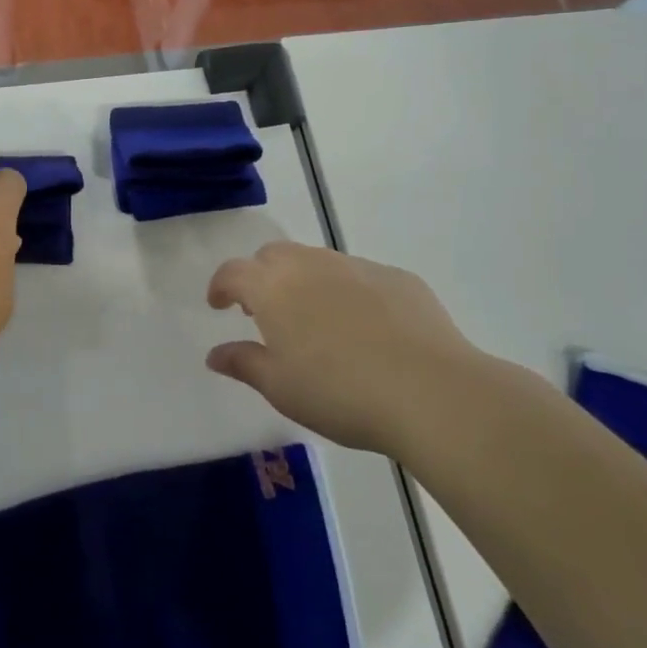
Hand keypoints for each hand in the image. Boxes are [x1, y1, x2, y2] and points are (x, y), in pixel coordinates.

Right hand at [205, 242, 489, 453]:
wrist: (431, 392)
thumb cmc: (340, 393)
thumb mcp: (281, 388)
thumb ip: (243, 364)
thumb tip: (216, 354)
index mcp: (273, 288)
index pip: (233, 272)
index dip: (221, 286)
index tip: (219, 305)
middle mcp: (311, 265)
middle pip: (274, 255)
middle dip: (262, 276)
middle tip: (265, 312)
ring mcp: (357, 267)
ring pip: (318, 261)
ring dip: (305, 281)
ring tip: (316, 321)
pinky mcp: (398, 278)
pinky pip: (360, 276)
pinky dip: (348, 292)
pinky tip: (366, 329)